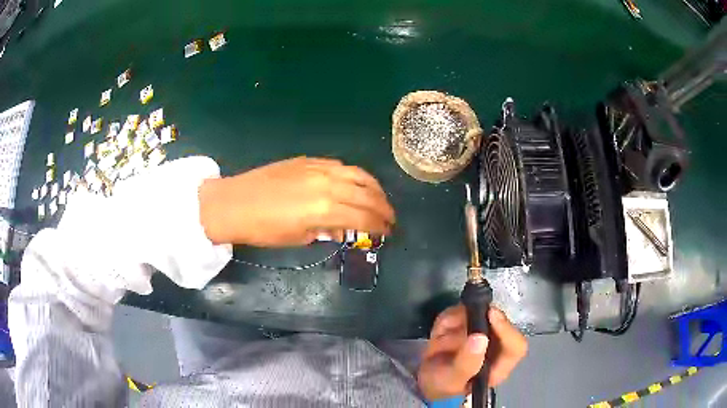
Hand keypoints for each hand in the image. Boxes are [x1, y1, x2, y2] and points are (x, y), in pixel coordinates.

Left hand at [199, 157, 394, 245]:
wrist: (235, 203)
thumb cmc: (264, 229)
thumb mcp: (298, 238)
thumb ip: (326, 231)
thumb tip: (343, 229)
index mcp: (325, 209)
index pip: (364, 217)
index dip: (380, 226)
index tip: (388, 233)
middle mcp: (328, 184)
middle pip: (367, 194)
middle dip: (384, 208)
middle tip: (390, 218)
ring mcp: (319, 168)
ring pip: (358, 174)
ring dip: (374, 188)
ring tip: (380, 199)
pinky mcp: (309, 161)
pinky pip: (341, 166)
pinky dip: (355, 176)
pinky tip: (356, 184)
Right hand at [417, 305, 526, 400]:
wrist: (427, 380)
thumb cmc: (444, 386)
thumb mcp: (452, 380)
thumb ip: (466, 363)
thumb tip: (480, 337)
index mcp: (499, 365)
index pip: (516, 346)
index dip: (507, 329)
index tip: (491, 314)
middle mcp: (496, 346)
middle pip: (500, 323)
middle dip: (479, 317)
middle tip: (459, 319)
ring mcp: (483, 333)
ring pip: (481, 313)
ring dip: (458, 318)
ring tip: (441, 336)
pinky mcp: (469, 324)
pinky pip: (462, 312)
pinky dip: (448, 319)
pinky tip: (439, 334)